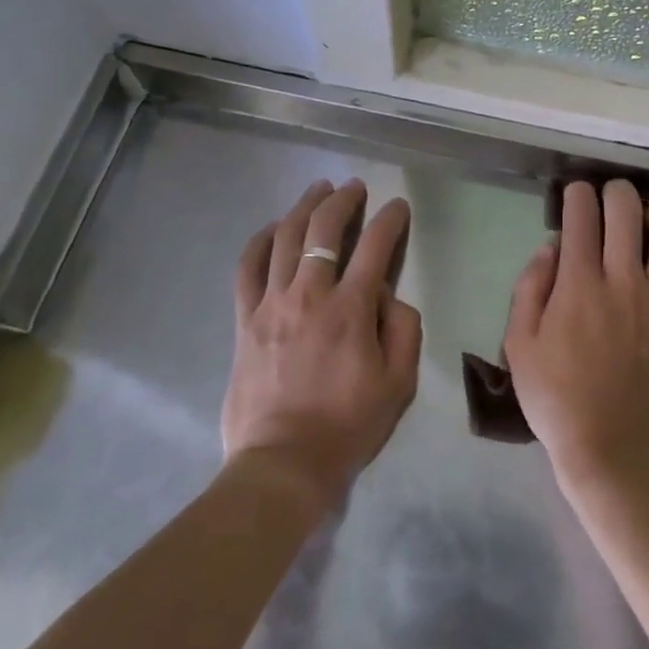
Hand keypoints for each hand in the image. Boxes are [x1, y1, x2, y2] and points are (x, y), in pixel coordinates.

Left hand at [224, 179, 421, 507]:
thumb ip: (403, 329)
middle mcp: (310, 294)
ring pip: (285, 238)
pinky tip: (272, 227)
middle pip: (324, 230)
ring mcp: (272, 304)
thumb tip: (387, 295)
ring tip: (317, 190)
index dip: (389, 220)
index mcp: (351, 309)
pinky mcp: (245, 319)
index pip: (375, 247)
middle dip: (342, 200)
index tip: (397, 206)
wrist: (283, 461)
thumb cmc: (348, 425)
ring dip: (304, 207)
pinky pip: (248, 268)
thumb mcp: (398, 382)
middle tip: (353, 186)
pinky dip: (260, 241)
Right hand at [502, 180, 648, 490]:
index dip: (577, 195)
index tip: (575, 194)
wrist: (611, 451)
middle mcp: (624, 281)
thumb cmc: (556, 399)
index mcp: (579, 284)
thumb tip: (551, 248)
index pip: (581, 217)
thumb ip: (530, 287)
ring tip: (648, 221)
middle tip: (609, 195)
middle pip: (627, 211)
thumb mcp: (519, 343)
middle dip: (615, 191)